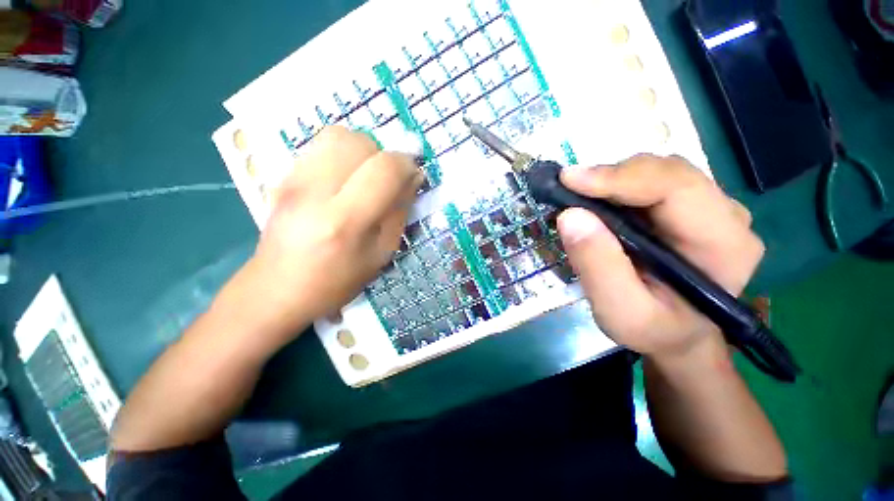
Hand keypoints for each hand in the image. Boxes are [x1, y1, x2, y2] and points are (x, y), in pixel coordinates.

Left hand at [247, 126, 422, 333]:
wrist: (276, 289)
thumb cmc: (337, 280)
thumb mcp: (381, 254)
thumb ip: (399, 212)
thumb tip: (413, 177)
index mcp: (345, 221)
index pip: (384, 169)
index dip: (406, 165)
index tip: (412, 176)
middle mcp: (314, 191)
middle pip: (358, 141)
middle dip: (382, 155)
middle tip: (385, 180)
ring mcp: (292, 179)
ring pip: (338, 135)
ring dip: (362, 150)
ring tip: (364, 177)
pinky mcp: (282, 176)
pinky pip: (320, 145)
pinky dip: (341, 154)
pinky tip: (342, 179)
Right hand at [556, 155, 763, 361]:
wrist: (677, 336)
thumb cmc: (654, 330)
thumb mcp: (620, 312)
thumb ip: (597, 266)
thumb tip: (570, 216)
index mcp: (724, 244)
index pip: (677, 188)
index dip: (620, 178)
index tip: (569, 181)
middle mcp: (725, 216)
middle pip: (667, 172)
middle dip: (612, 177)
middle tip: (567, 189)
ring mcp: (708, 208)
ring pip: (656, 173)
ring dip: (611, 182)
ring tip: (578, 198)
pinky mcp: (687, 208)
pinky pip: (649, 183)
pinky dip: (615, 188)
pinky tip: (595, 203)